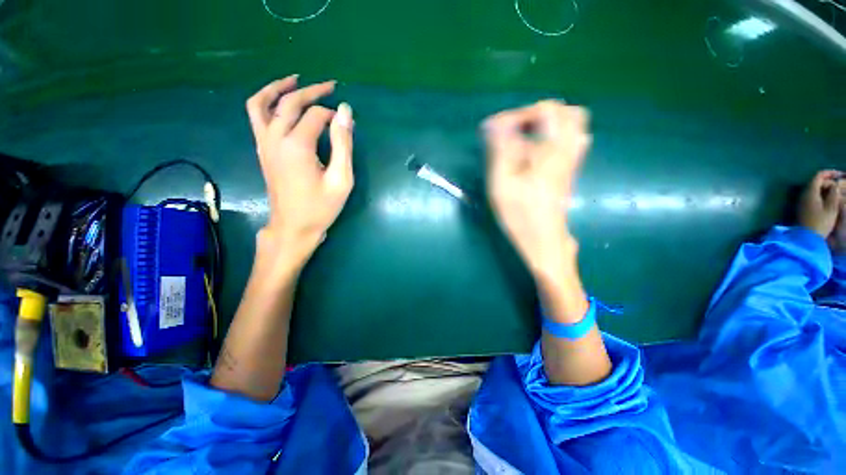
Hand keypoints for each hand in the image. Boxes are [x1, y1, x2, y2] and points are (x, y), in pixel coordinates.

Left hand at [246, 76, 353, 262]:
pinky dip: (265, 102)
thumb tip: (345, 112)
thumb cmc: (321, 207)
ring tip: (295, 79)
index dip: (333, 115)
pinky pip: (256, 116)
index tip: (346, 123)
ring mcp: (264, 143)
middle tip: (331, 86)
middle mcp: (275, 138)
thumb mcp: (341, 180)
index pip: (316, 115)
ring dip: (279, 87)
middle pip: (290, 102)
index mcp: (297, 146)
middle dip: (312, 91)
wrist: (293, 227)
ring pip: (263, 103)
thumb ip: (343, 145)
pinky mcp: (262, 150)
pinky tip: (279, 102)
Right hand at [483, 100, 590, 273]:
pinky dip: (553, 136)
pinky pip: (570, 140)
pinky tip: (534, 152)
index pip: (546, 110)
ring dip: (547, 124)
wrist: (543, 240)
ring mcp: (573, 160)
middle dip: (537, 114)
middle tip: (514, 130)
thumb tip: (494, 124)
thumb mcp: (502, 183)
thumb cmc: (519, 214)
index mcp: (553, 151)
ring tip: (523, 139)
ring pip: (572, 125)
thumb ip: (501, 150)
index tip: (494, 129)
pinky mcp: (570, 169)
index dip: (518, 114)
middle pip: (567, 112)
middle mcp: (569, 150)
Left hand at [798, 170, 843, 241]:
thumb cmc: (820, 222)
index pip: (819, 176)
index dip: (830, 173)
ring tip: (836, 193)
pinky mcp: (802, 208)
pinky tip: (829, 200)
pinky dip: (821, 195)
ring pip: (815, 190)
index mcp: (810, 192)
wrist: (806, 237)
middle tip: (840, 186)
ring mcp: (801, 201)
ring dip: (825, 189)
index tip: (841, 174)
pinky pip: (813, 197)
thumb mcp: (831, 207)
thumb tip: (834, 184)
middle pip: (816, 182)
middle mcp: (803, 194)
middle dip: (829, 182)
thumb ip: (833, 193)